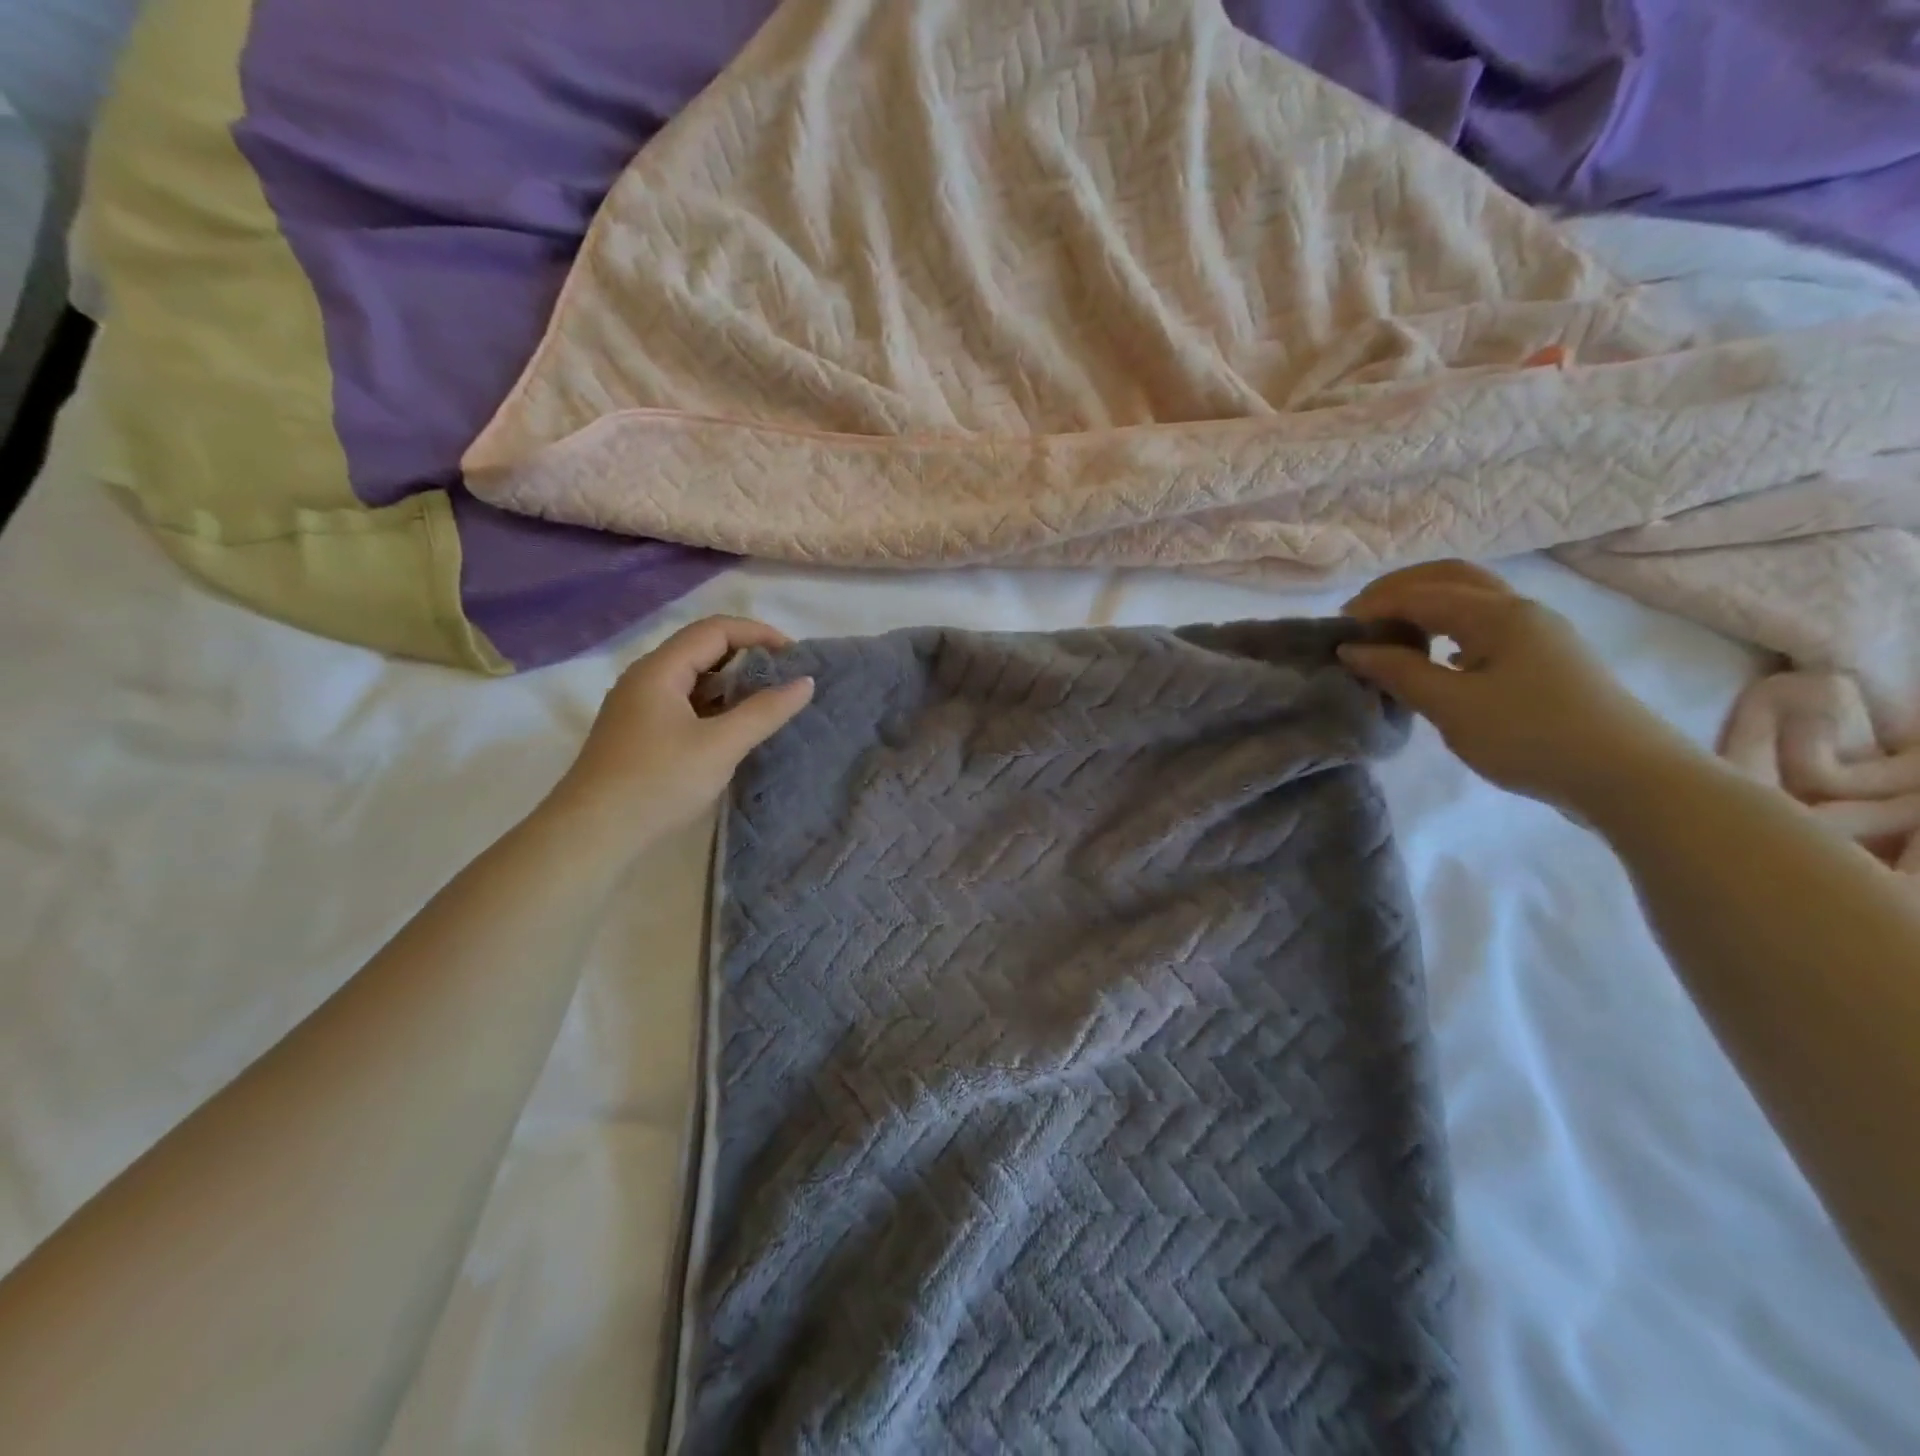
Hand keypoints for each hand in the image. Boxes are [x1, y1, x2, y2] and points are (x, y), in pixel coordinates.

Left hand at [548, 616, 813, 848]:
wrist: (592, 835)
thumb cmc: (658, 782)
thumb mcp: (720, 746)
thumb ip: (765, 711)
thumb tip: (806, 682)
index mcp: (659, 670)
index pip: (715, 630)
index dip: (758, 634)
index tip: (796, 655)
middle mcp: (645, 679)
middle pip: (702, 650)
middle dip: (747, 657)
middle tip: (786, 678)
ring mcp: (638, 708)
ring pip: (692, 679)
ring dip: (732, 684)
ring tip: (768, 702)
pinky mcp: (639, 735)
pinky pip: (684, 705)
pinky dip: (715, 706)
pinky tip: (734, 728)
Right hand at [1338, 561, 1699, 812]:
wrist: (1628, 777)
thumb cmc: (1531, 737)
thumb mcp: (1453, 707)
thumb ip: (1399, 672)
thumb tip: (1353, 649)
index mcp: (1498, 614)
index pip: (1420, 594)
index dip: (1373, 607)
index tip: (1336, 631)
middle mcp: (1520, 610)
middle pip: (1450, 578)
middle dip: (1399, 591)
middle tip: (1360, 618)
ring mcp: (1539, 633)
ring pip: (1472, 600)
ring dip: (1425, 607)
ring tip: (1390, 636)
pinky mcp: (1546, 659)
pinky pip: (1486, 626)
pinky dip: (1449, 628)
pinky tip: (1437, 657)